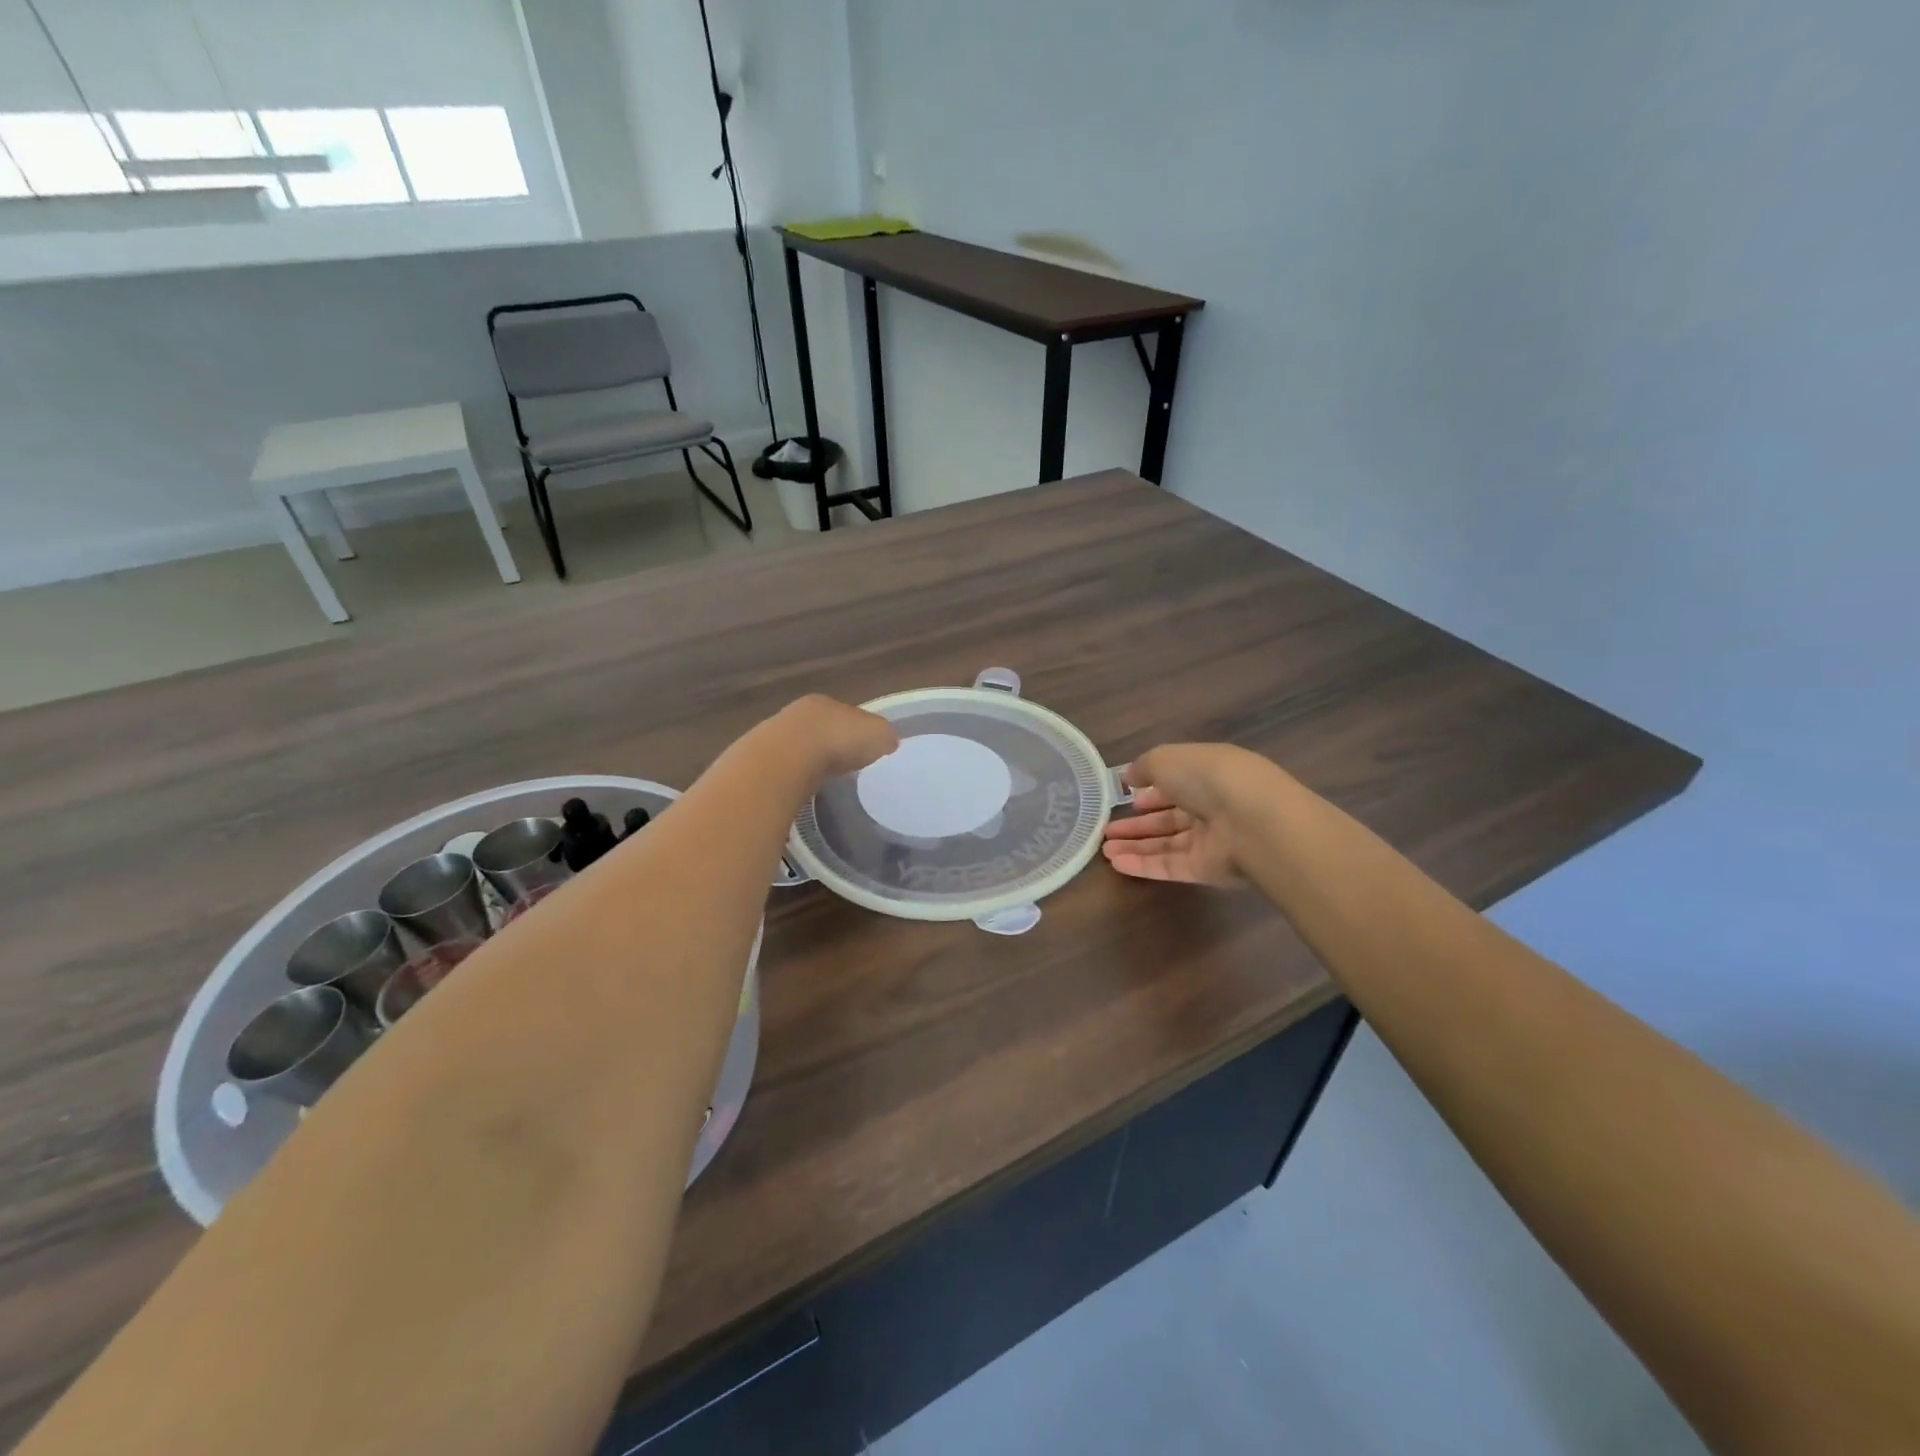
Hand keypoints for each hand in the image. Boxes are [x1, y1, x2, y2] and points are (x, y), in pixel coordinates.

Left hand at [773, 694, 899, 783]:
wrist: (785, 761)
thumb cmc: (838, 741)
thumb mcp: (878, 735)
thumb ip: (885, 736)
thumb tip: (888, 741)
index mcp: (827, 703)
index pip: (847, 714)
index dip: (859, 731)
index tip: (867, 749)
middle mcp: (799, 714)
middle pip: (821, 729)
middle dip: (833, 744)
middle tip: (847, 765)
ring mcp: (774, 737)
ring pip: (800, 748)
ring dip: (812, 761)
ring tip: (826, 781)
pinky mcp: (760, 762)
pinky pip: (785, 769)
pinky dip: (795, 778)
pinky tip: (804, 790)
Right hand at [1100, 743, 1272, 886]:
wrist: (1251, 822)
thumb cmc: (1208, 778)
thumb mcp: (1167, 758)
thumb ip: (1144, 767)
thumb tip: (1129, 778)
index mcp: (1208, 774)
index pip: (1177, 784)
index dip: (1151, 790)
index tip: (1126, 796)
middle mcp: (1211, 807)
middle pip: (1169, 818)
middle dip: (1137, 823)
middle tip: (1106, 829)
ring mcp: (1210, 841)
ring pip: (1166, 844)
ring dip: (1135, 845)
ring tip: (1103, 849)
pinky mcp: (1206, 870)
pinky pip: (1169, 866)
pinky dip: (1143, 865)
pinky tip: (1116, 864)